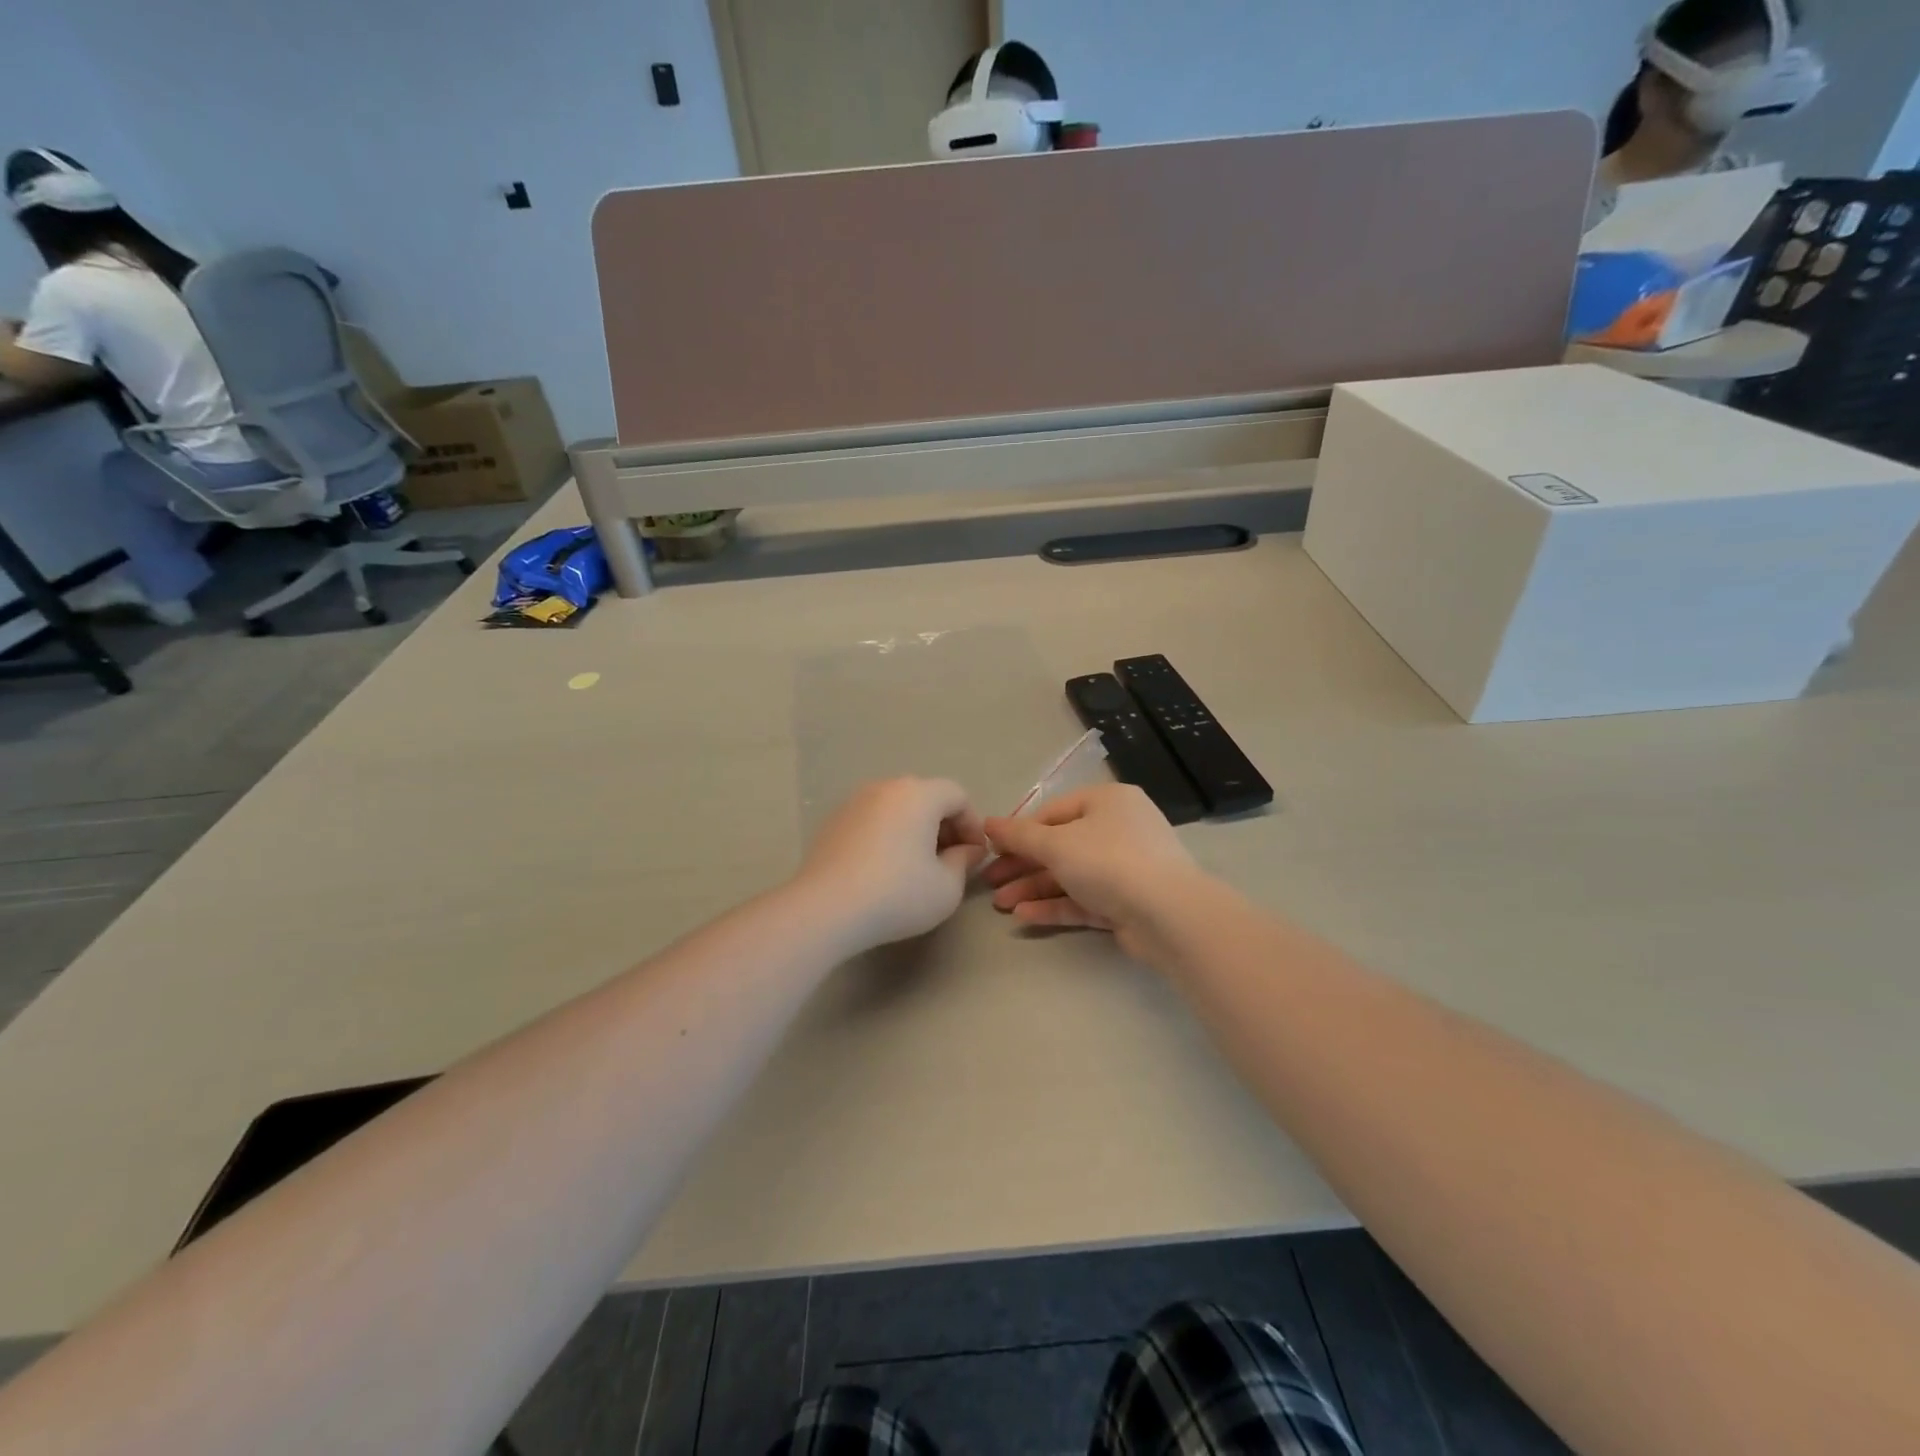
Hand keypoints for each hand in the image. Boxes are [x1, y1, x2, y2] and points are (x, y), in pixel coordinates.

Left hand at [795, 778, 987, 952]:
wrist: (826, 908)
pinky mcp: (833, 822)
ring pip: (897, 808)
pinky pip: (872, 820)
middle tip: (950, 861)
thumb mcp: (947, 887)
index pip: (957, 796)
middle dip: (944, 826)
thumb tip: (966, 850)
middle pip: (926, 797)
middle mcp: (885, 787)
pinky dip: (887, 835)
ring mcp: (855, 802)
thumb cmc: (897, 894)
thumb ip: (964, 862)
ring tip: (917, 866)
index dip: (973, 824)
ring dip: (914, 830)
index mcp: (918, 794)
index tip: (974, 856)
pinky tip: (884, 869)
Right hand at [982, 785, 1203, 957]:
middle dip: (1023, 865)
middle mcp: (1119, 829)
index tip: (991, 850)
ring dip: (1034, 888)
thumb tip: (988, 823)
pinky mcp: (1128, 903)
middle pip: (1060, 845)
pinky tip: (1024, 915)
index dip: (1020, 830)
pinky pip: (1085, 899)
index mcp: (1107, 801)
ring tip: (1000, 905)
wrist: (1169, 915)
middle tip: (990, 882)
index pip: (1053, 811)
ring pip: (1071, 875)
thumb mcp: (1056, 844)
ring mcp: (1126, 868)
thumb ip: (1019, 835)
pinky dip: (1056, 905)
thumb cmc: (1109, 862)